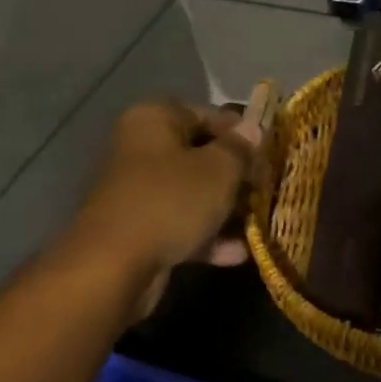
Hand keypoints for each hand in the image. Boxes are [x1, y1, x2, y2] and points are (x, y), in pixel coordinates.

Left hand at [54, 100, 258, 297]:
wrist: (113, 267)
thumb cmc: (171, 201)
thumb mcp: (220, 169)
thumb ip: (241, 147)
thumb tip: (254, 128)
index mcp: (154, 119)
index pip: (208, 114)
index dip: (241, 134)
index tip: (267, 154)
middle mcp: (141, 148)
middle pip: (200, 155)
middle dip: (235, 175)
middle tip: (265, 188)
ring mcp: (137, 191)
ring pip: (192, 193)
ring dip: (225, 208)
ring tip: (257, 222)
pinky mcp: (138, 229)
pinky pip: (181, 224)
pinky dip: (207, 236)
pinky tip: (238, 253)